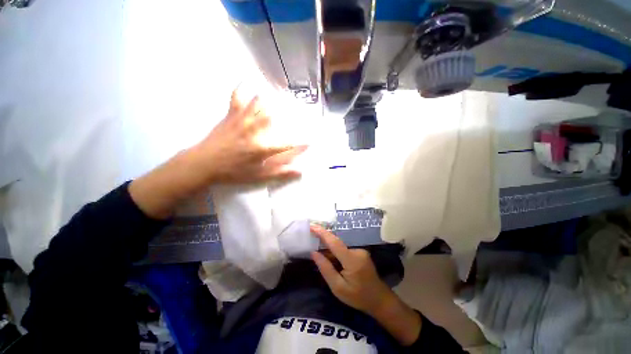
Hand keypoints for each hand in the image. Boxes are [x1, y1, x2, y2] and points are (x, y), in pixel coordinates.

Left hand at [129, 87, 306, 219]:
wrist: (204, 163)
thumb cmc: (233, 172)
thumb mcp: (259, 176)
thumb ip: (280, 172)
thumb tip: (300, 170)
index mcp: (263, 147)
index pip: (288, 143)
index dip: (301, 142)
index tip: (311, 140)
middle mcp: (255, 130)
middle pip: (275, 116)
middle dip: (289, 111)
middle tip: (298, 108)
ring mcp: (243, 120)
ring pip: (259, 103)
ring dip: (271, 98)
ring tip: (280, 93)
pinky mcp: (231, 115)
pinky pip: (237, 97)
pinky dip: (242, 87)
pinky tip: (248, 81)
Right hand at [310, 224, 394, 316]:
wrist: (379, 299)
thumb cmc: (358, 297)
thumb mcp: (338, 288)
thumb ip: (326, 269)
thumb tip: (314, 253)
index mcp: (352, 260)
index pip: (334, 242)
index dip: (322, 233)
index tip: (312, 226)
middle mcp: (357, 251)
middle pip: (336, 244)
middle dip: (324, 243)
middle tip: (312, 243)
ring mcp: (361, 251)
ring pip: (340, 247)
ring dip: (331, 252)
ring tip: (324, 261)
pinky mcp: (361, 252)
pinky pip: (345, 250)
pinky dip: (337, 254)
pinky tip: (336, 265)